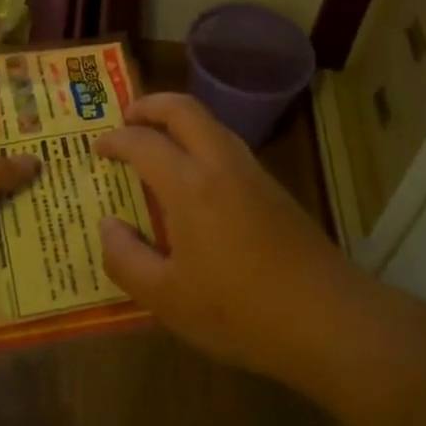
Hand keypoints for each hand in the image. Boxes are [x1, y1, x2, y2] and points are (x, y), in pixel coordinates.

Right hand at [97, 94, 354, 386]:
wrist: (328, 319)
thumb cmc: (239, 312)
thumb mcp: (167, 299)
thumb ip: (126, 259)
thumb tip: (107, 226)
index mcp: (190, 186)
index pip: (143, 142)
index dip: (116, 140)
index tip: (98, 149)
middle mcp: (221, 165)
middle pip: (184, 109)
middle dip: (150, 105)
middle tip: (127, 119)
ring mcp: (253, 174)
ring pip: (211, 123)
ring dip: (179, 121)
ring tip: (157, 143)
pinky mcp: (274, 190)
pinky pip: (228, 146)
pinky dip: (201, 142)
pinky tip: (195, 180)